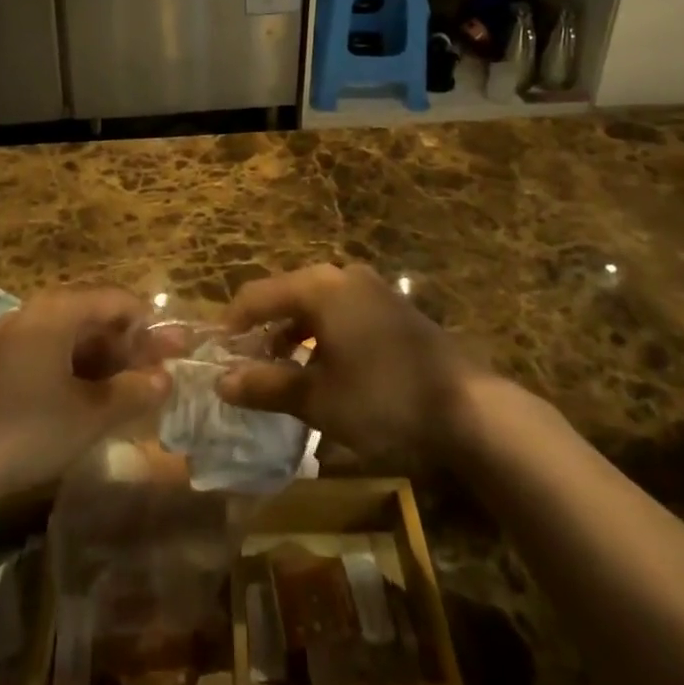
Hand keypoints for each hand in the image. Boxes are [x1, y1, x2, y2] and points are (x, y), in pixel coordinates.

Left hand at [0, 287, 170, 505]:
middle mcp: (34, 313)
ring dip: (104, 359)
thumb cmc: (28, 430)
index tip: (171, 350)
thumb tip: (166, 379)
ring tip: (130, 387)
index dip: (147, 323)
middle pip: (93, 317)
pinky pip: (49, 352)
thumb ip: (133, 392)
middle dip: (128, 344)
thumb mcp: (90, 415)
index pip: (115, 300)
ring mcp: (12, 337)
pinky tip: (91, 397)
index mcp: (57, 312)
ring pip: (71, 337)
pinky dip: (76, 369)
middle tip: (157, 370)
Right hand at [216, 263, 478, 466]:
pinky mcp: (391, 308)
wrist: (468, 408)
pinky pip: (341, 313)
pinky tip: (322, 371)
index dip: (231, 324)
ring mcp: (371, 289)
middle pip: (286, 296)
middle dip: (262, 331)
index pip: (257, 296)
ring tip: (280, 375)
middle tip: (245, 368)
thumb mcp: (319, 398)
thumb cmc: (384, 399)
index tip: (215, 356)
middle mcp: (342, 276)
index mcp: (319, 287)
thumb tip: (221, 382)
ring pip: (315, 306)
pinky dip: (321, 336)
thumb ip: (267, 385)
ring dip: (292, 336)